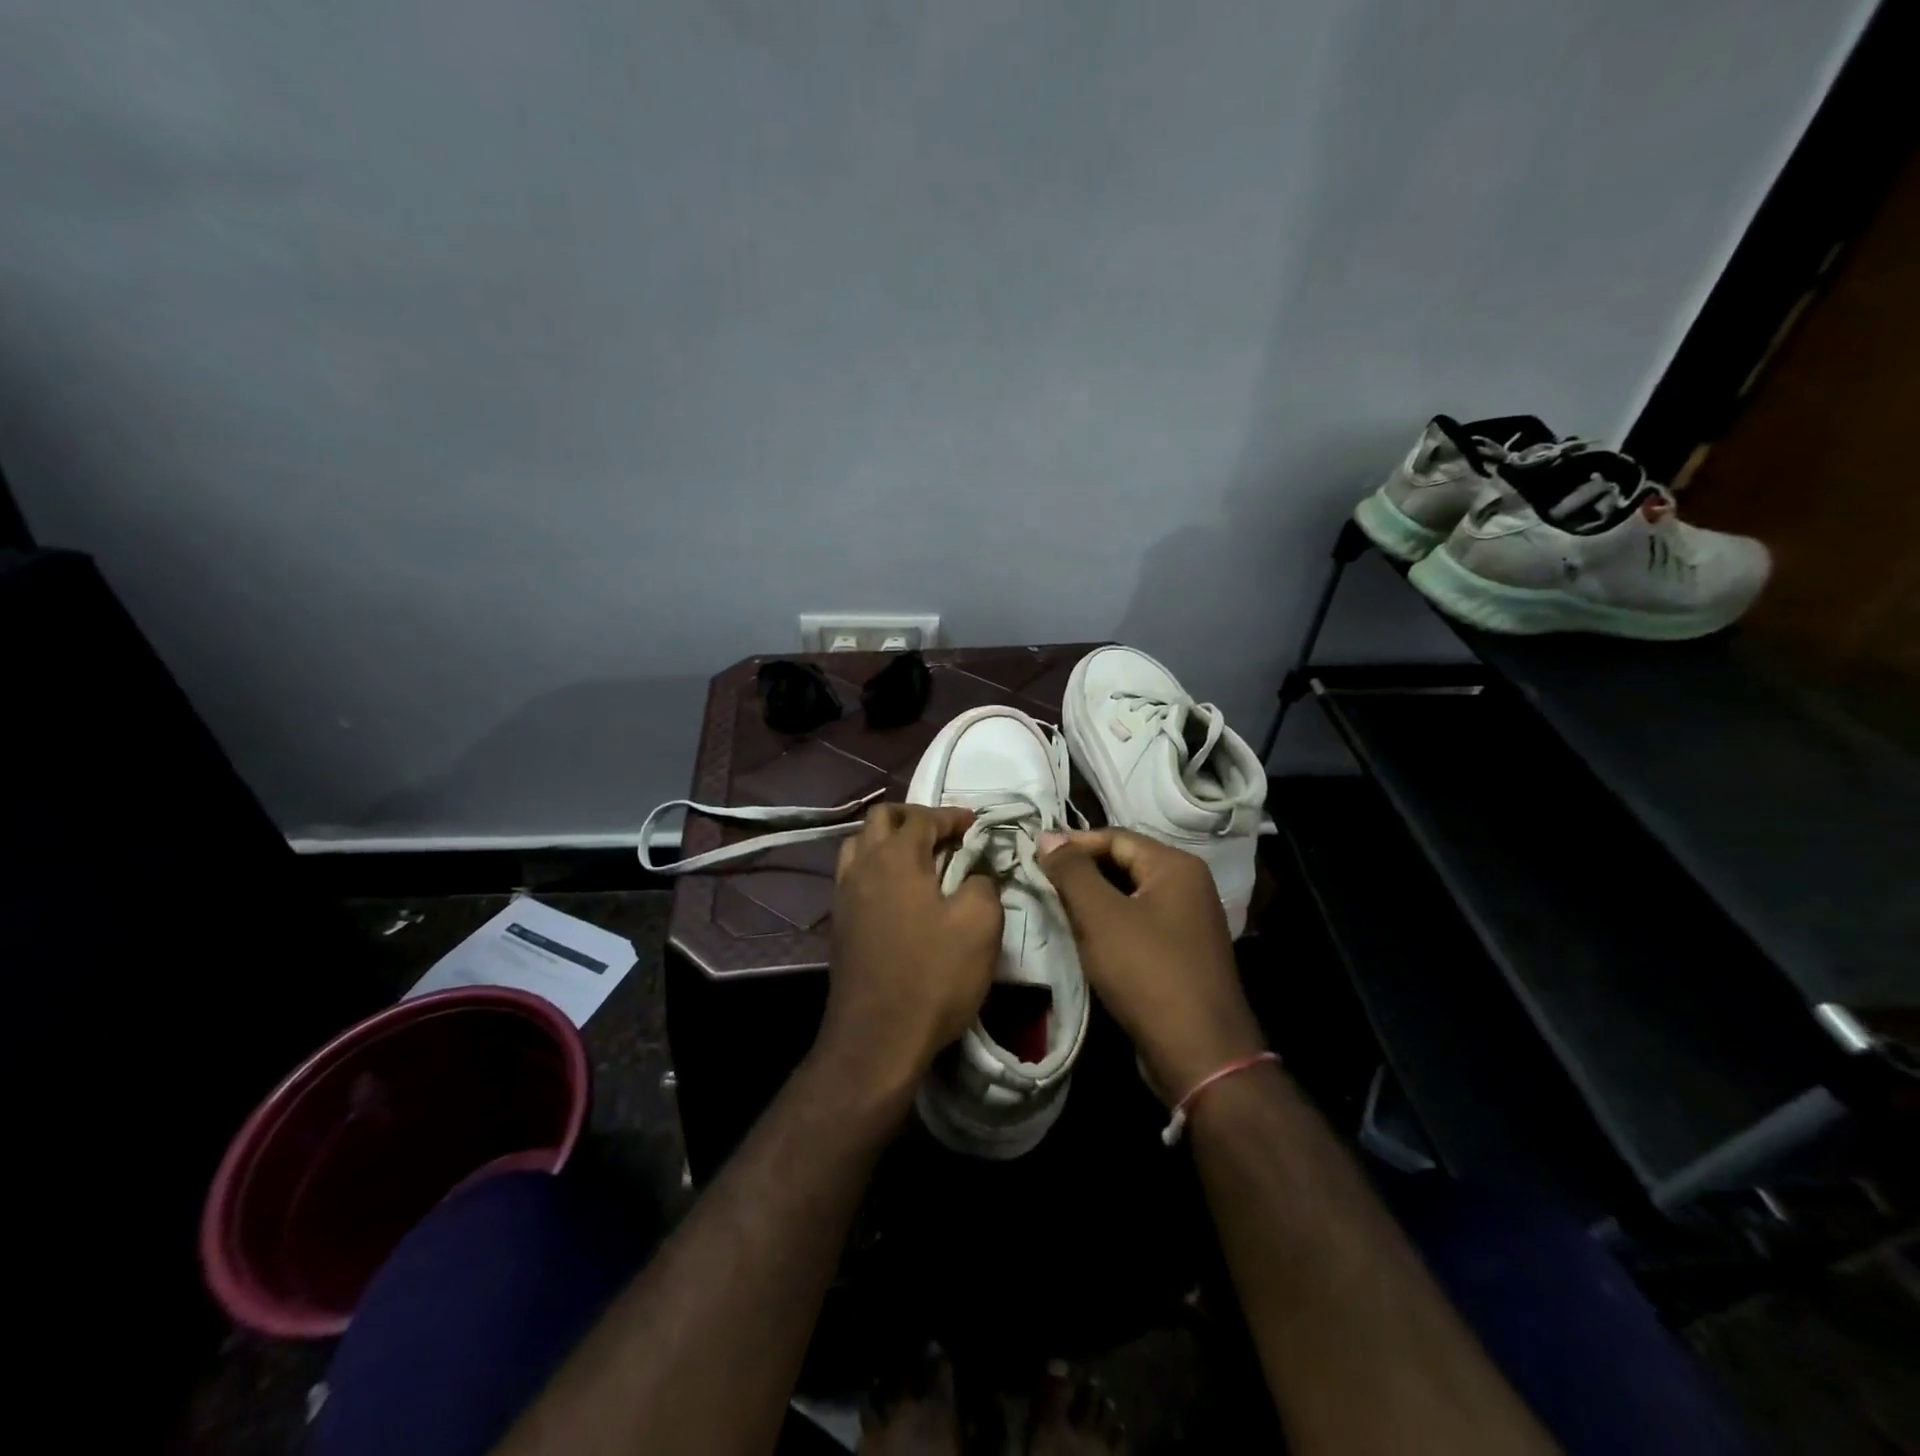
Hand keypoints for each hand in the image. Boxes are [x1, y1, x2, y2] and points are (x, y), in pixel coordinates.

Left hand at [818, 804, 1001, 1106]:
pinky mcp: (839, 923)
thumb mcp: (980, 924)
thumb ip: (982, 883)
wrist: (877, 1038)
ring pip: (859, 844)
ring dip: (887, 840)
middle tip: (943, 834)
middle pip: (880, 819)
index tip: (975, 824)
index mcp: (895, 857)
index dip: (952, 816)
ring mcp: (844, 895)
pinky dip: (875, 867)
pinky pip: (853, 875)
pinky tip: (898, 892)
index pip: (922, 817)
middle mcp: (862, 866)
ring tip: (918, 858)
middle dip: (913, 817)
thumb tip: (975, 873)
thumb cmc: (933, 975)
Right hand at [1040, 829, 1264, 1100]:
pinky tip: (1088, 939)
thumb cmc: (1146, 972)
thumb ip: (1072, 871)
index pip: (1115, 837)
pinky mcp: (1185, 952)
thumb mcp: (1100, 916)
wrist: (1199, 1052)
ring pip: (1131, 895)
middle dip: (1083, 872)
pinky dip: (1112, 924)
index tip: (1035, 858)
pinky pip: (1141, 923)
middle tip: (1042, 883)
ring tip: (1058, 909)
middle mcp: (1190, 885)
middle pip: (1125, 863)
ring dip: (1094, 900)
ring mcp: (1190, 920)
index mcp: (1176, 866)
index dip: (1073, 844)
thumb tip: (1048, 835)